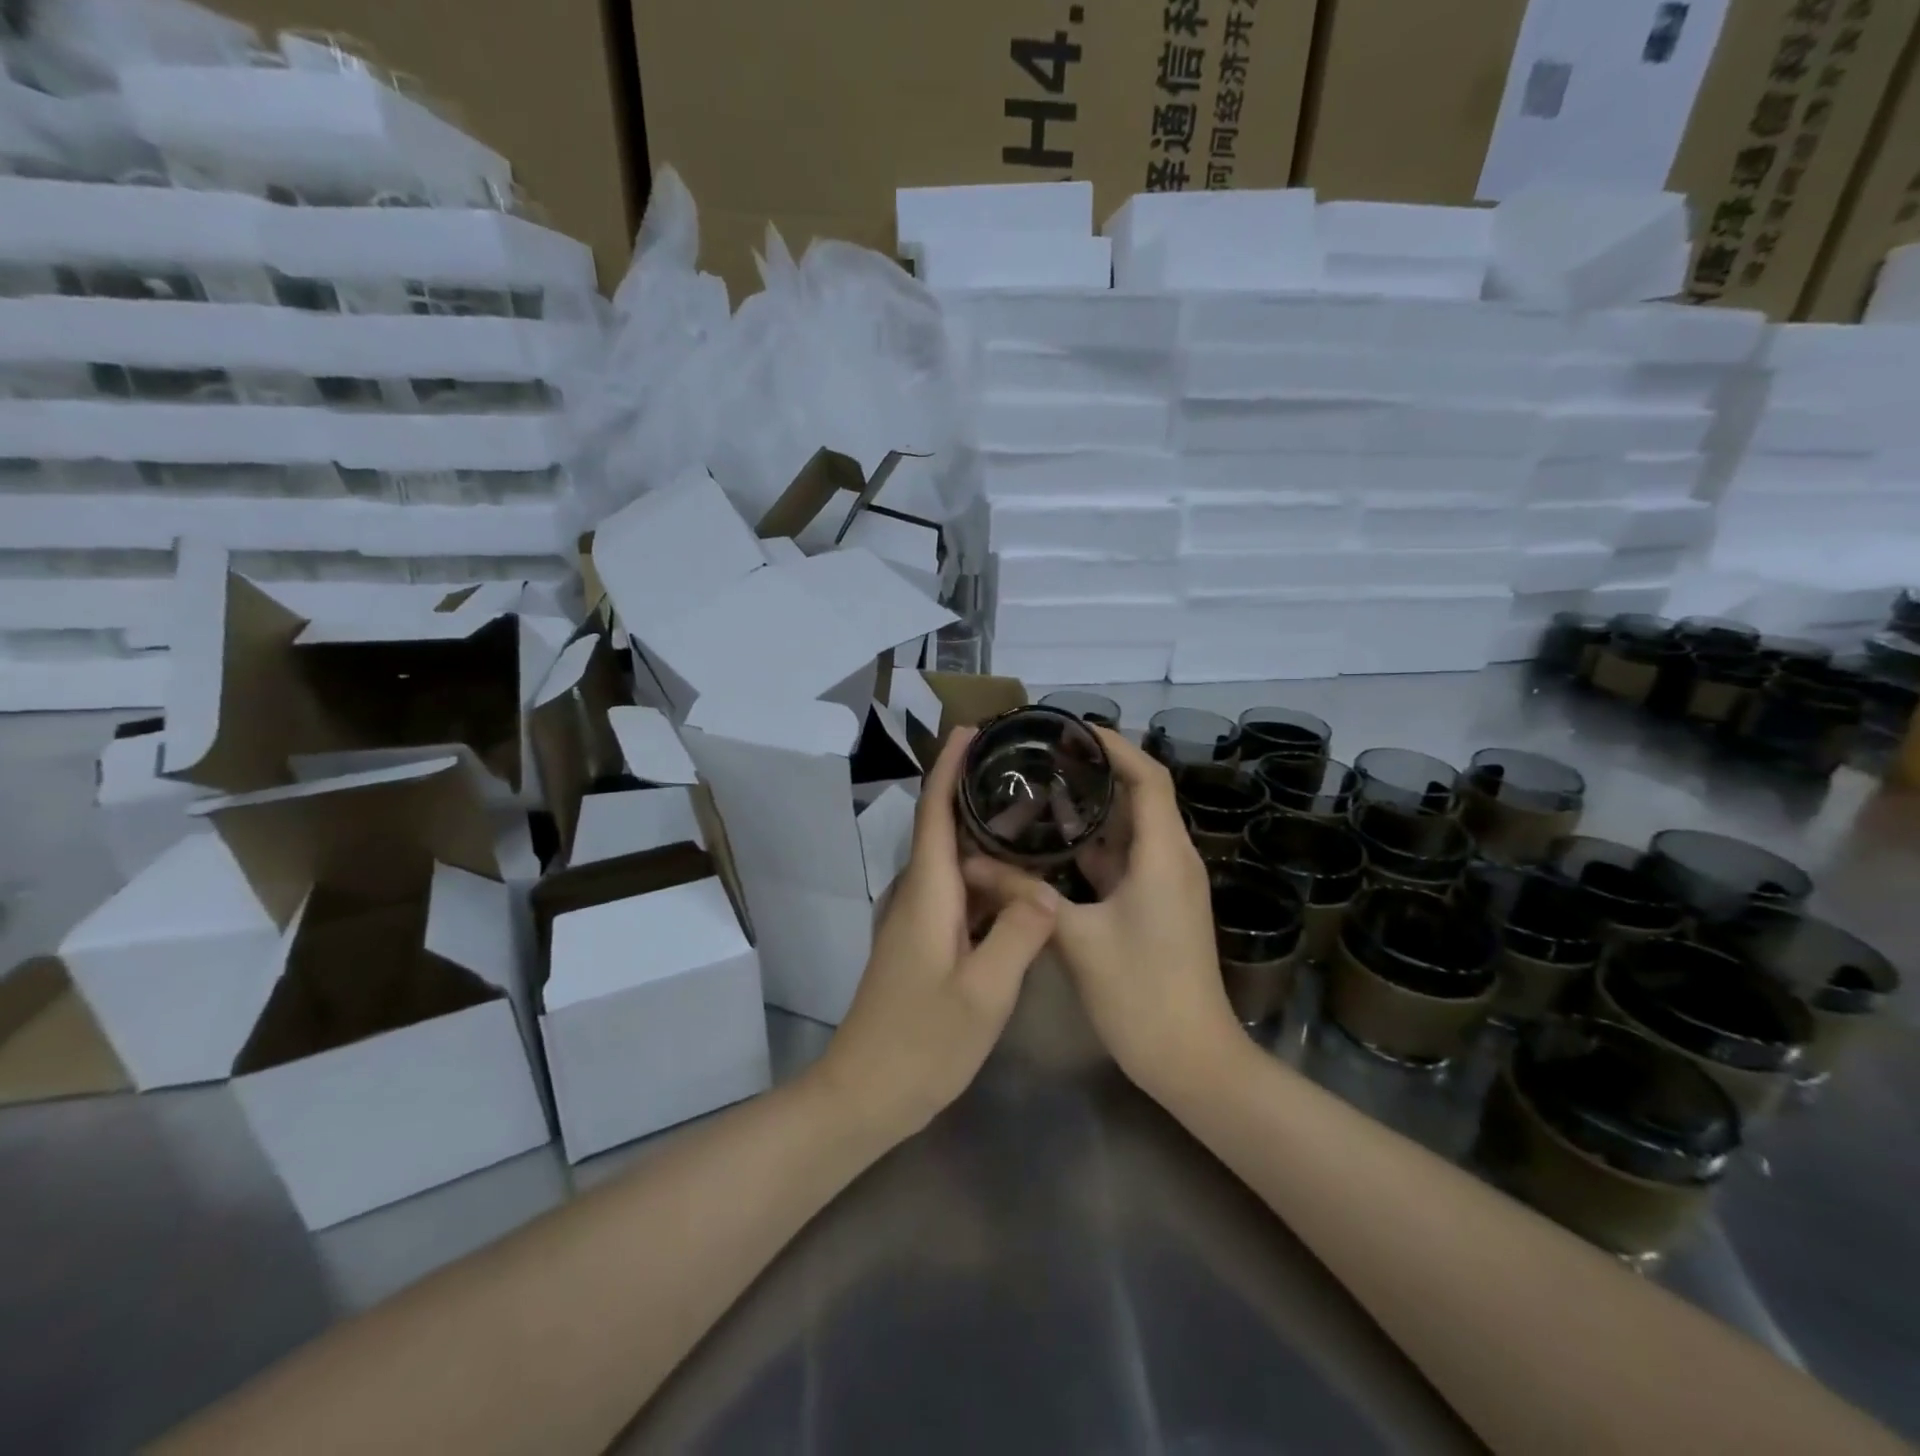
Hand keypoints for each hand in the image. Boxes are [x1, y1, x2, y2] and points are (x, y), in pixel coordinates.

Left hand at [812, 728, 1058, 1140]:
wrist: (864, 1094)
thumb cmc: (923, 1042)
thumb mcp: (985, 993)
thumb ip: (1020, 935)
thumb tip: (1046, 891)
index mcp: (927, 894)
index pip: (935, 813)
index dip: (949, 767)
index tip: (971, 730)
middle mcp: (916, 896)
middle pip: (944, 830)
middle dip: (976, 794)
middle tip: (1027, 773)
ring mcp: (916, 921)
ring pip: (954, 864)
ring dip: (986, 839)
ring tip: (1035, 820)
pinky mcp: (921, 944)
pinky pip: (957, 894)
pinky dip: (986, 878)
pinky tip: (1019, 886)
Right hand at [968, 728, 1238, 1102]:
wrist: (1191, 1061)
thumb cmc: (1142, 993)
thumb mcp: (1076, 939)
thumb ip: (1024, 894)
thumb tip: (972, 862)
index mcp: (1163, 854)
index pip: (1147, 777)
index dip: (1114, 746)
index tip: (1070, 730)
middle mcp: (1170, 859)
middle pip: (1138, 797)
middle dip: (1095, 773)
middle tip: (1042, 758)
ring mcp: (1165, 885)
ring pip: (1128, 831)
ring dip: (1091, 811)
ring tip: (1039, 791)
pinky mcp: (1154, 907)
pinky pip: (1123, 861)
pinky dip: (1091, 848)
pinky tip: (1051, 847)